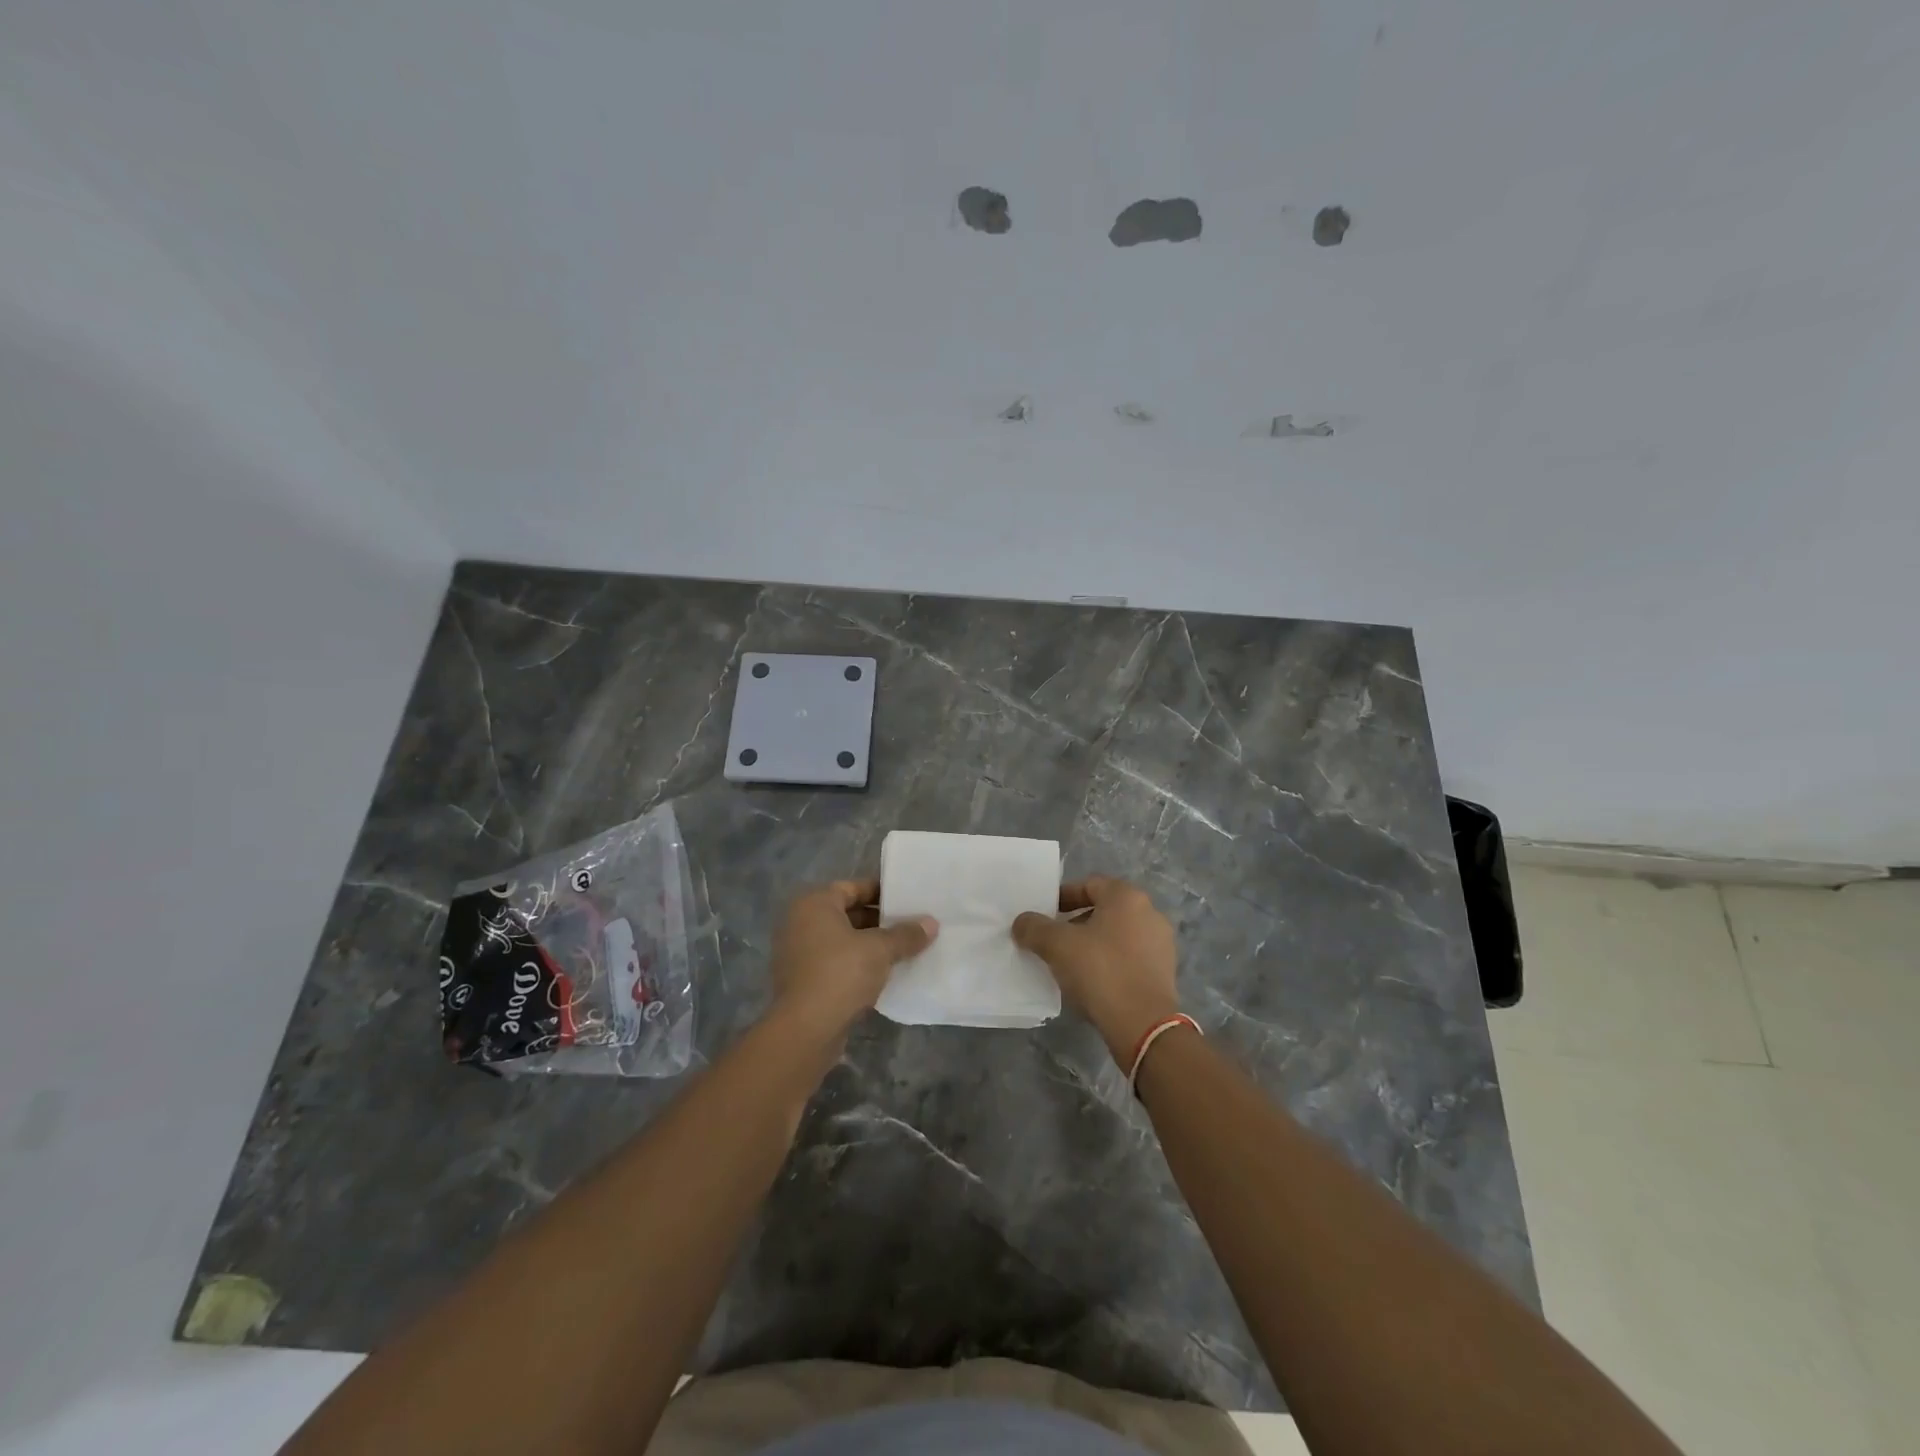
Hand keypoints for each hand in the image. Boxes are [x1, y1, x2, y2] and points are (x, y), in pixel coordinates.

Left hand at [769, 880, 936, 1037]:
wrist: (805, 1030)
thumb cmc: (841, 974)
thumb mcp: (880, 950)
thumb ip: (906, 934)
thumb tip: (931, 923)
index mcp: (814, 904)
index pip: (852, 887)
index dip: (881, 892)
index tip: (907, 901)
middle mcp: (801, 923)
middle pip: (847, 914)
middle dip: (879, 921)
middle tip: (911, 925)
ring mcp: (798, 954)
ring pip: (842, 941)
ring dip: (870, 945)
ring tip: (904, 950)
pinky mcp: (802, 982)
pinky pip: (836, 963)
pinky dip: (857, 965)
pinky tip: (884, 974)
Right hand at [1012, 876, 1180, 1064]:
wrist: (1143, 1024)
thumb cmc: (1100, 971)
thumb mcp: (1057, 945)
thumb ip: (1034, 928)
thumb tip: (1022, 922)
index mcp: (1127, 897)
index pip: (1089, 884)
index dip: (1063, 897)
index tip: (1044, 914)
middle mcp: (1150, 913)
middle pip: (1104, 910)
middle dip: (1076, 922)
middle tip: (1053, 940)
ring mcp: (1161, 944)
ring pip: (1117, 935)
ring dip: (1093, 944)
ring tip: (1070, 964)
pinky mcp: (1164, 972)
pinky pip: (1130, 958)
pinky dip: (1110, 963)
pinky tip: (1093, 982)